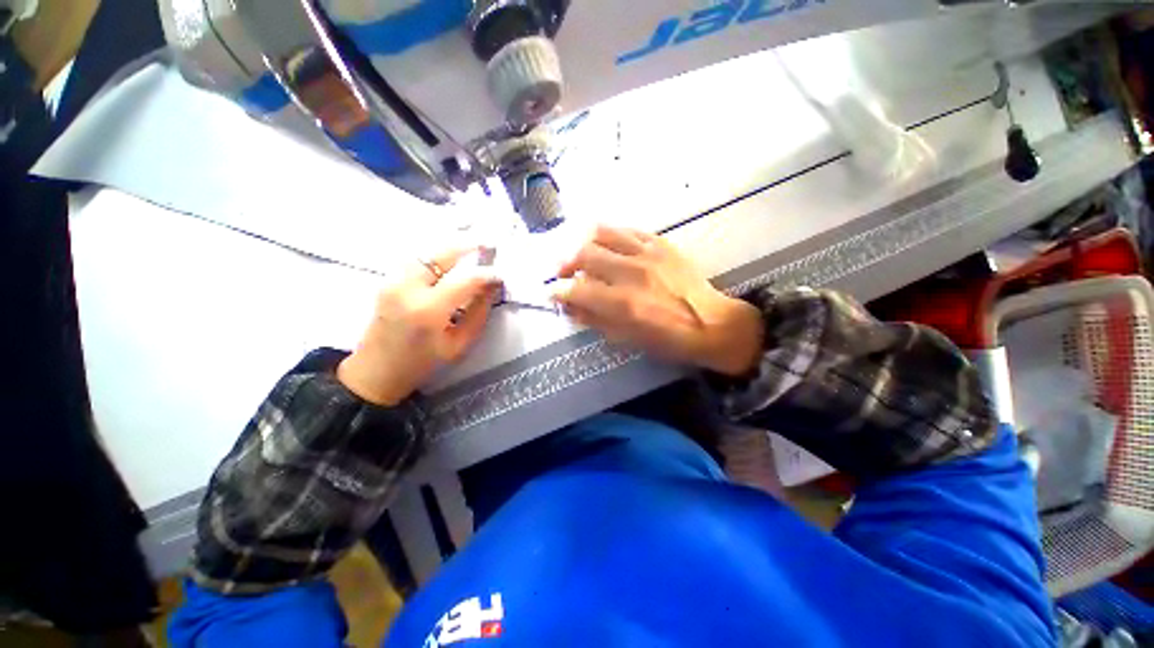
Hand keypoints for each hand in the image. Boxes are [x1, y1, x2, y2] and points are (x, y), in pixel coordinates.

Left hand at [337, 247, 501, 405]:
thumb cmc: (422, 363)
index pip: (465, 279)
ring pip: (426, 251)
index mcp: (428, 310)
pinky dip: (436, 254)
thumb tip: (492, 287)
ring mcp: (393, 281)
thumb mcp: (459, 344)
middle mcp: (407, 288)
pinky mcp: (387, 280)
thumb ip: (478, 313)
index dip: (487, 273)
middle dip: (468, 244)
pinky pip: (416, 259)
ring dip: (450, 247)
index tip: (501, 274)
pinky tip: (450, 257)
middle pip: (441, 253)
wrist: (376, 372)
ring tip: (472, 245)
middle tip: (488, 241)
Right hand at [553, 225, 763, 375]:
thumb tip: (571, 306)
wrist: (712, 324)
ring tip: (580, 253)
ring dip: (583, 242)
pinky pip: (627, 230)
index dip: (558, 291)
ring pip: (603, 233)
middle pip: (584, 254)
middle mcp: (631, 273)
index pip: (577, 290)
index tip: (553, 292)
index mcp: (623, 304)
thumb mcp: (628, 338)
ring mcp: (647, 253)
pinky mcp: (661, 243)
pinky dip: (611, 236)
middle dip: (565, 263)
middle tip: (563, 272)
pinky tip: (608, 245)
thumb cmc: (668, 340)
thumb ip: (596, 320)